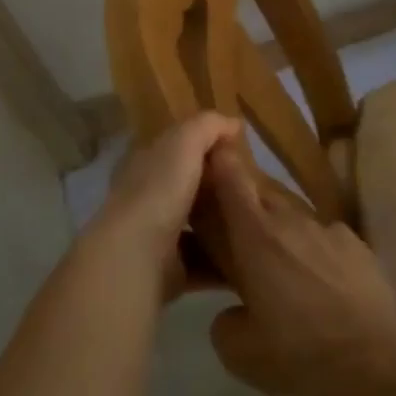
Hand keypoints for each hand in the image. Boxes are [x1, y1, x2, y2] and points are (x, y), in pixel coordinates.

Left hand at [89, 113, 242, 298]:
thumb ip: (208, 125)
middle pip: (188, 189)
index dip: (205, 146)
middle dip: (217, 189)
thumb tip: (232, 123)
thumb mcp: (185, 141)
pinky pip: (204, 264)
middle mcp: (147, 199)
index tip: (239, 152)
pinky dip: (224, 263)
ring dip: (222, 227)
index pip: (176, 150)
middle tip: (255, 189)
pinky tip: (250, 258)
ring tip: (257, 224)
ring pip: (196, 227)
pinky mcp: (169, 272)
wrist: (138, 254)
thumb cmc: (160, 189)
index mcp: (146, 164)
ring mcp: (156, 238)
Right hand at [203, 136, 395, 395]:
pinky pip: (322, 238)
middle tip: (236, 237)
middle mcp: (289, 221)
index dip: (219, 161)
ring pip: (292, 220)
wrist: (378, 355)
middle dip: (244, 208)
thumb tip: (232, 312)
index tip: (209, 154)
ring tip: (281, 273)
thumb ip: (224, 322)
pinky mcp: (355, 242)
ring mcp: (326, 228)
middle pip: (259, 197)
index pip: (231, 180)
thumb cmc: (301, 350)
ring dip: (280, 235)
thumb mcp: (240, 353)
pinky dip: (313, 253)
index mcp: (255, 237)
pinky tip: (320, 285)